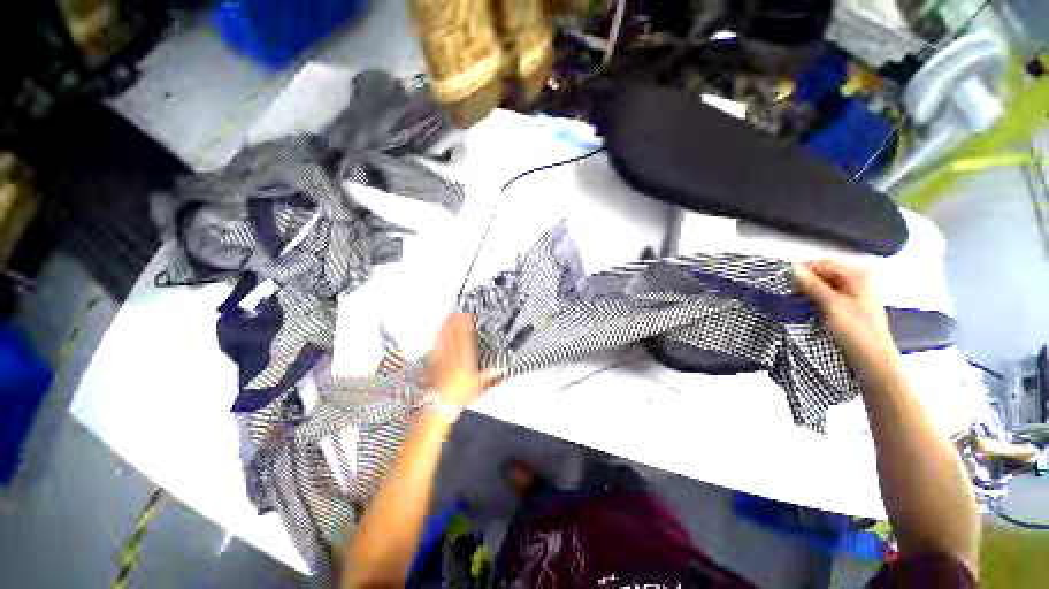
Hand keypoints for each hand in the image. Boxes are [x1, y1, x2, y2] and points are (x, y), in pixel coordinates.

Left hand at [431, 313, 488, 410]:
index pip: (465, 343)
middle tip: (456, 312)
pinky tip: (439, 331)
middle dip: (455, 324)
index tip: (467, 319)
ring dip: (446, 328)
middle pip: (454, 339)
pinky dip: (438, 338)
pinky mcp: (436, 364)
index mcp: (464, 366)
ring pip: (445, 342)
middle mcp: (453, 362)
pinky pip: (437, 348)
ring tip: (447, 317)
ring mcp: (443, 362)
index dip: (466, 329)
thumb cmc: (458, 397)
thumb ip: (487, 378)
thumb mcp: (477, 388)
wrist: (442, 406)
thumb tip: (497, 370)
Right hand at [793, 260, 898, 375]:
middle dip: (805, 279)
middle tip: (786, 289)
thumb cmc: (856, 331)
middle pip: (825, 273)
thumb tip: (793, 268)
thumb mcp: (832, 306)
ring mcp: (854, 294)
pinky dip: (815, 297)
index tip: (782, 278)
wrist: (873, 359)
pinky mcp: (849, 306)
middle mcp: (858, 280)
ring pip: (825, 284)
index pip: (823, 264)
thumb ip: (812, 285)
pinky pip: (828, 295)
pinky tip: (806, 305)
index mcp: (857, 276)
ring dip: (809, 289)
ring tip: (793, 298)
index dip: (802, 270)